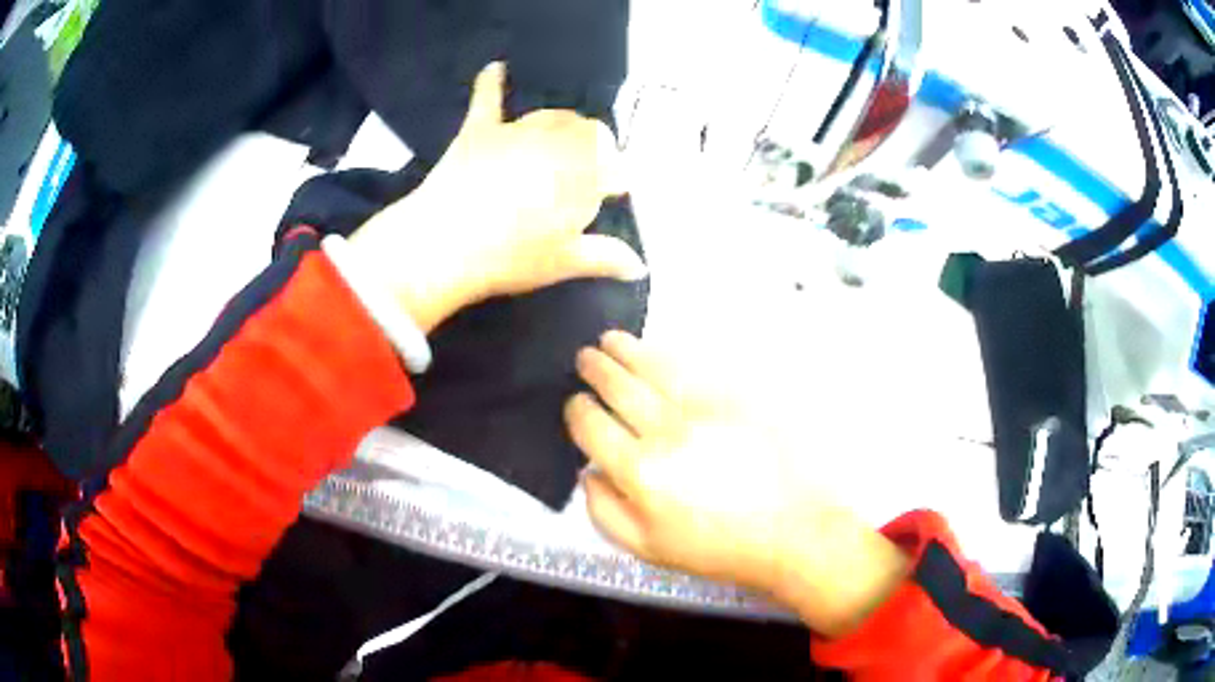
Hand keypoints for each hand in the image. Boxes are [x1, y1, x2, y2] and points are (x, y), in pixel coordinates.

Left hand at [349, 62, 643, 331]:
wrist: (442, 246)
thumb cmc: (510, 257)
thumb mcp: (563, 262)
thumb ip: (605, 257)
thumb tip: (640, 267)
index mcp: (581, 171)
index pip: (613, 162)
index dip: (615, 177)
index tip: (613, 194)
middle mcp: (554, 142)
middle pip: (585, 131)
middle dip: (593, 147)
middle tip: (584, 175)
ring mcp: (515, 133)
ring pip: (549, 116)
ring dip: (562, 125)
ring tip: (560, 143)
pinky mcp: (478, 132)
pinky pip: (487, 100)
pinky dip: (491, 83)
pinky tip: (496, 67)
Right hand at [565, 331, 908, 636]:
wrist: (792, 530)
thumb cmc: (717, 548)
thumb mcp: (648, 549)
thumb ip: (604, 511)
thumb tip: (587, 471)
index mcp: (640, 471)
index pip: (592, 425)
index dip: (577, 409)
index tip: (576, 403)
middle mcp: (667, 430)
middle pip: (619, 386)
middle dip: (595, 368)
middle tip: (586, 356)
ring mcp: (705, 407)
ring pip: (653, 367)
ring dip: (626, 350)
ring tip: (611, 340)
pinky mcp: (736, 396)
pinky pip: (693, 366)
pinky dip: (667, 354)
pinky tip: (657, 351)